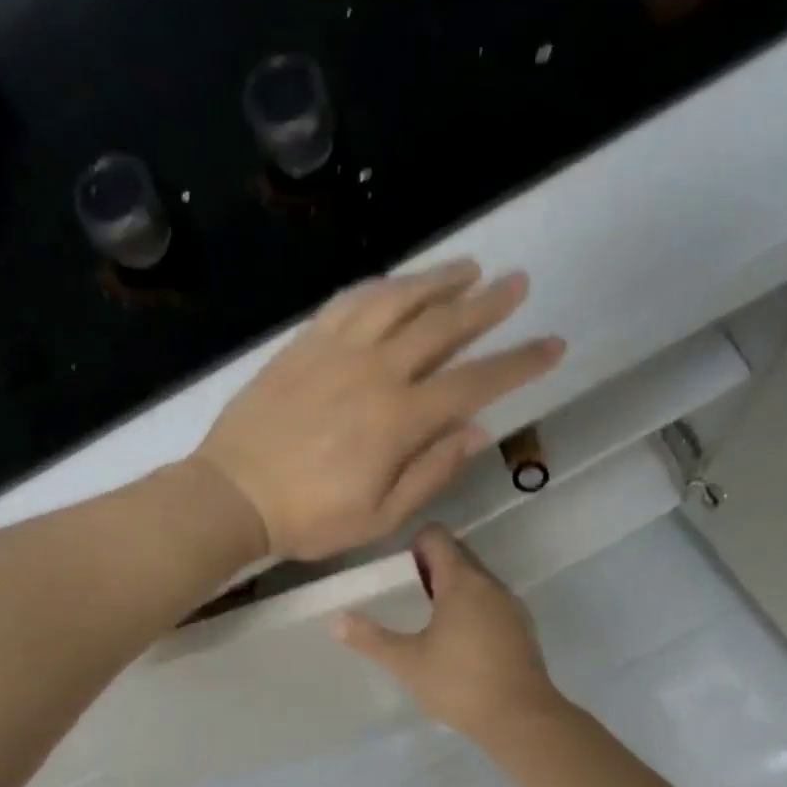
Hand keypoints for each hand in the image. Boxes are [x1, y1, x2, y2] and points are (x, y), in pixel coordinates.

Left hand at [192, 261, 565, 561]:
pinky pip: (351, 301)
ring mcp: (337, 351)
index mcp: (400, 420)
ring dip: (438, 281)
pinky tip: (398, 282)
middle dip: (488, 305)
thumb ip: (432, 472)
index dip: (519, 363)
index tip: (553, 345)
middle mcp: (376, 371)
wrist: (233, 496)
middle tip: (518, 284)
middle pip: (443, 326)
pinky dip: (382, 286)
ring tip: (470, 268)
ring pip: (399, 300)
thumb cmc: (310, 518)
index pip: (475, 382)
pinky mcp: (305, 344)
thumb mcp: (380, 516)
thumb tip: (477, 431)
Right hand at [333, 526, 565, 741]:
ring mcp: (511, 606)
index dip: (414, 545)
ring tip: (428, 620)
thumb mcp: (407, 662)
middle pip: (459, 554)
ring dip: (452, 588)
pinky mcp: (522, 629)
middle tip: (407, 595)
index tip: (398, 572)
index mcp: (461, 581)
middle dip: (431, 566)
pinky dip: (472, 608)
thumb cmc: (459, 684)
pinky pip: (491, 602)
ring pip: (477, 580)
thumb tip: (335, 620)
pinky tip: (458, 642)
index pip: (437, 536)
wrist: (521, 718)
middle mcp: (490, 584)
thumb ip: (370, 639)